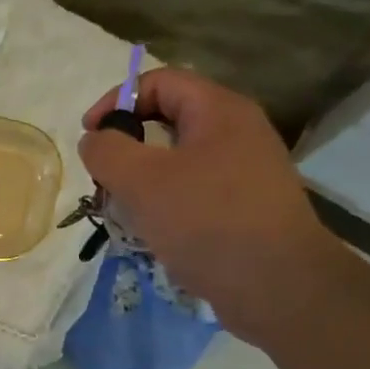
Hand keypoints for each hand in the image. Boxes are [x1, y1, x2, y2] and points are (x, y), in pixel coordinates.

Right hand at [78, 68, 333, 340]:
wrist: (279, 287)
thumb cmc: (207, 222)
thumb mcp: (142, 181)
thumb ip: (108, 151)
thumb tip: (95, 139)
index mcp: (219, 110)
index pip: (159, 82)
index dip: (116, 101)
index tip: (90, 137)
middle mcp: (239, 133)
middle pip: (168, 121)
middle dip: (128, 147)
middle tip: (104, 180)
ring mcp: (247, 172)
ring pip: (180, 162)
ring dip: (144, 182)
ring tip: (123, 212)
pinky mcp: (248, 209)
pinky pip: (197, 193)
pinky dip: (168, 205)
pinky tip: (154, 234)